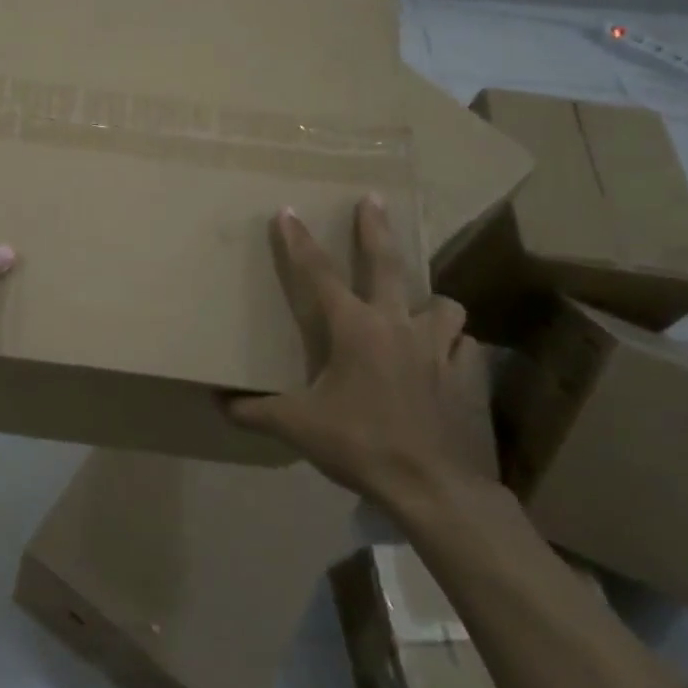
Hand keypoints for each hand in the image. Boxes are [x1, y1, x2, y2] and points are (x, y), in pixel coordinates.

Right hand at [227, 197, 494, 507]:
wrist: (434, 487)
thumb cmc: (360, 444)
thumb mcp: (296, 427)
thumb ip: (254, 411)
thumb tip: (218, 404)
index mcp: (355, 329)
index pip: (318, 275)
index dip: (299, 242)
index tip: (287, 211)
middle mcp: (398, 326)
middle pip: (387, 264)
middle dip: (375, 229)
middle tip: (373, 200)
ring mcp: (439, 348)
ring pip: (442, 304)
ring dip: (427, 303)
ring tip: (417, 310)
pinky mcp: (469, 375)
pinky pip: (464, 346)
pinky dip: (452, 346)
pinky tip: (443, 360)